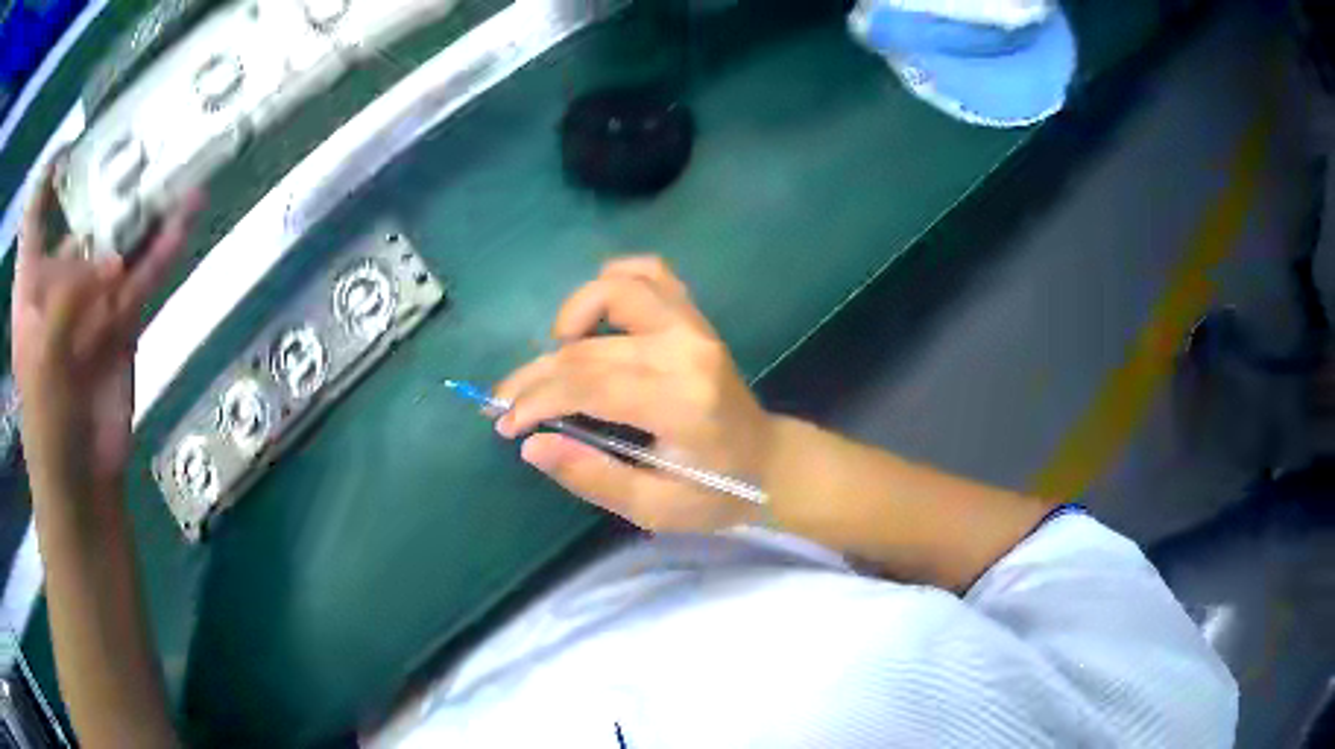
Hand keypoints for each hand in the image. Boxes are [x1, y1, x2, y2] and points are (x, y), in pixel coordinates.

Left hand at [11, 166, 199, 492]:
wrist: (81, 485)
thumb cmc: (46, 426)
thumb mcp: (44, 361)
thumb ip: (69, 301)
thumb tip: (112, 261)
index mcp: (30, 287)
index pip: (35, 217)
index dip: (48, 176)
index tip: (72, 145)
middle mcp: (58, 282)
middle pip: (80, 216)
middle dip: (105, 179)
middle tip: (140, 138)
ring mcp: (92, 301)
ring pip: (117, 242)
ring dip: (144, 210)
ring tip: (177, 167)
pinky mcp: (122, 322)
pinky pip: (144, 276)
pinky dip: (164, 250)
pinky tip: (187, 218)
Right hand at [495, 257, 774, 531]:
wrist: (770, 463)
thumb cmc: (715, 494)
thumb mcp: (654, 508)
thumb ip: (592, 477)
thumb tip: (532, 445)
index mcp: (680, 403)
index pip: (587, 385)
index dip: (535, 400)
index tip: (504, 423)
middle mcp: (685, 351)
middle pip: (588, 348)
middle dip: (535, 375)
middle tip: (504, 401)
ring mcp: (693, 326)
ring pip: (616, 291)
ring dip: (571, 314)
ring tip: (554, 352)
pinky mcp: (695, 318)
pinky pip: (651, 274)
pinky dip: (615, 280)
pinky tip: (594, 314)